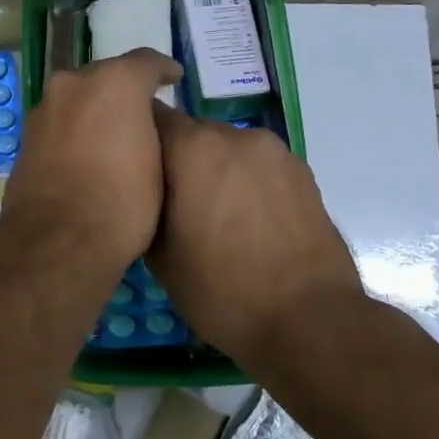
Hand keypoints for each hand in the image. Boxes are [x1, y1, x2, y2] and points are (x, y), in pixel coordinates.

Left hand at [0, 49, 180, 276]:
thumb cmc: (123, 201)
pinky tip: (86, 152)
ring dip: (94, 109)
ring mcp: (44, 109)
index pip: (145, 62)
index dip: (163, 70)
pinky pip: (60, 122)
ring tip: (113, 134)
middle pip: (105, 77)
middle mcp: (73, 84)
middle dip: (123, 90)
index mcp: (113, 83)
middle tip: (142, 112)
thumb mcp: (159, 163)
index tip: (173, 78)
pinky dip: (74, 129)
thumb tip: (142, 125)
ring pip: (77, 98)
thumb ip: (152, 129)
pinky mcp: (26, 136)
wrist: (57, 239)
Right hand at [147, 106, 366, 363]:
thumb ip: (143, 205)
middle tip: (169, 200)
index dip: (135, 138)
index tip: (128, 166)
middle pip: (191, 131)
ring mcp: (274, 151)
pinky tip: (246, 222)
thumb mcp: (158, 255)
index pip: (149, 116)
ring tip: (212, 215)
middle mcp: (233, 135)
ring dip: (213, 170)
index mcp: (192, 148)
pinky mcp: (303, 172)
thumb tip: (140, 191)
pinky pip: (258, 166)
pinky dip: (245, 182)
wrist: (311, 321)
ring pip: (227, 148)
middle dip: (177, 158)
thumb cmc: (221, 290)